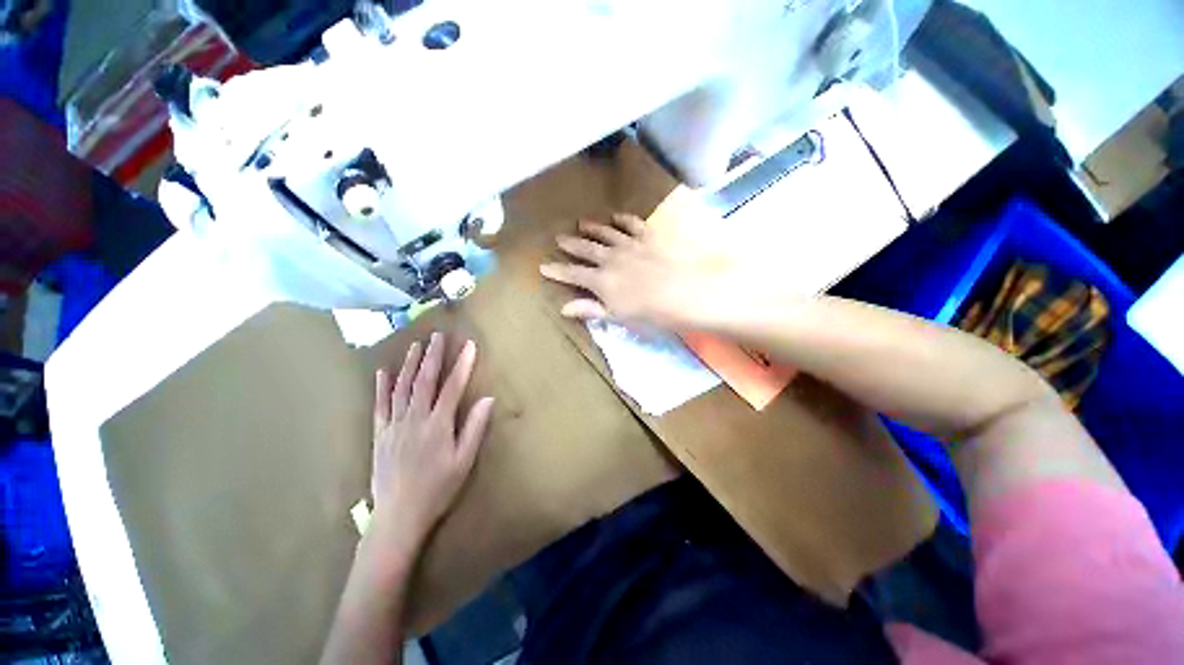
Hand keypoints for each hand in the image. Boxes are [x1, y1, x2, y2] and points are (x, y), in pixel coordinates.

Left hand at [370, 333, 494, 547]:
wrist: (398, 516)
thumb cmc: (437, 488)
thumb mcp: (464, 461)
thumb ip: (475, 428)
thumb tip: (488, 399)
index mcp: (438, 425)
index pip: (452, 387)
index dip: (462, 365)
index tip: (469, 345)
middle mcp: (414, 418)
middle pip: (424, 381)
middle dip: (433, 356)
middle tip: (438, 336)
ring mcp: (393, 425)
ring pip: (401, 388)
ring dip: (409, 365)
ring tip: (416, 345)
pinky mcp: (379, 434)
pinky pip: (380, 405)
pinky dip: (382, 387)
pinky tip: (383, 372)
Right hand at [540, 213, 740, 328]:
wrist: (685, 294)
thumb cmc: (650, 313)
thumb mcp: (618, 316)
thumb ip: (590, 309)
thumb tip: (563, 308)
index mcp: (602, 280)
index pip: (573, 274)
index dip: (557, 271)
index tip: (543, 266)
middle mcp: (611, 258)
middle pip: (586, 249)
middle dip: (570, 244)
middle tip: (558, 238)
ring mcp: (629, 245)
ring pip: (605, 233)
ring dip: (592, 228)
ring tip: (580, 222)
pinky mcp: (648, 238)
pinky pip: (632, 224)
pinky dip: (622, 219)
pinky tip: (616, 216)